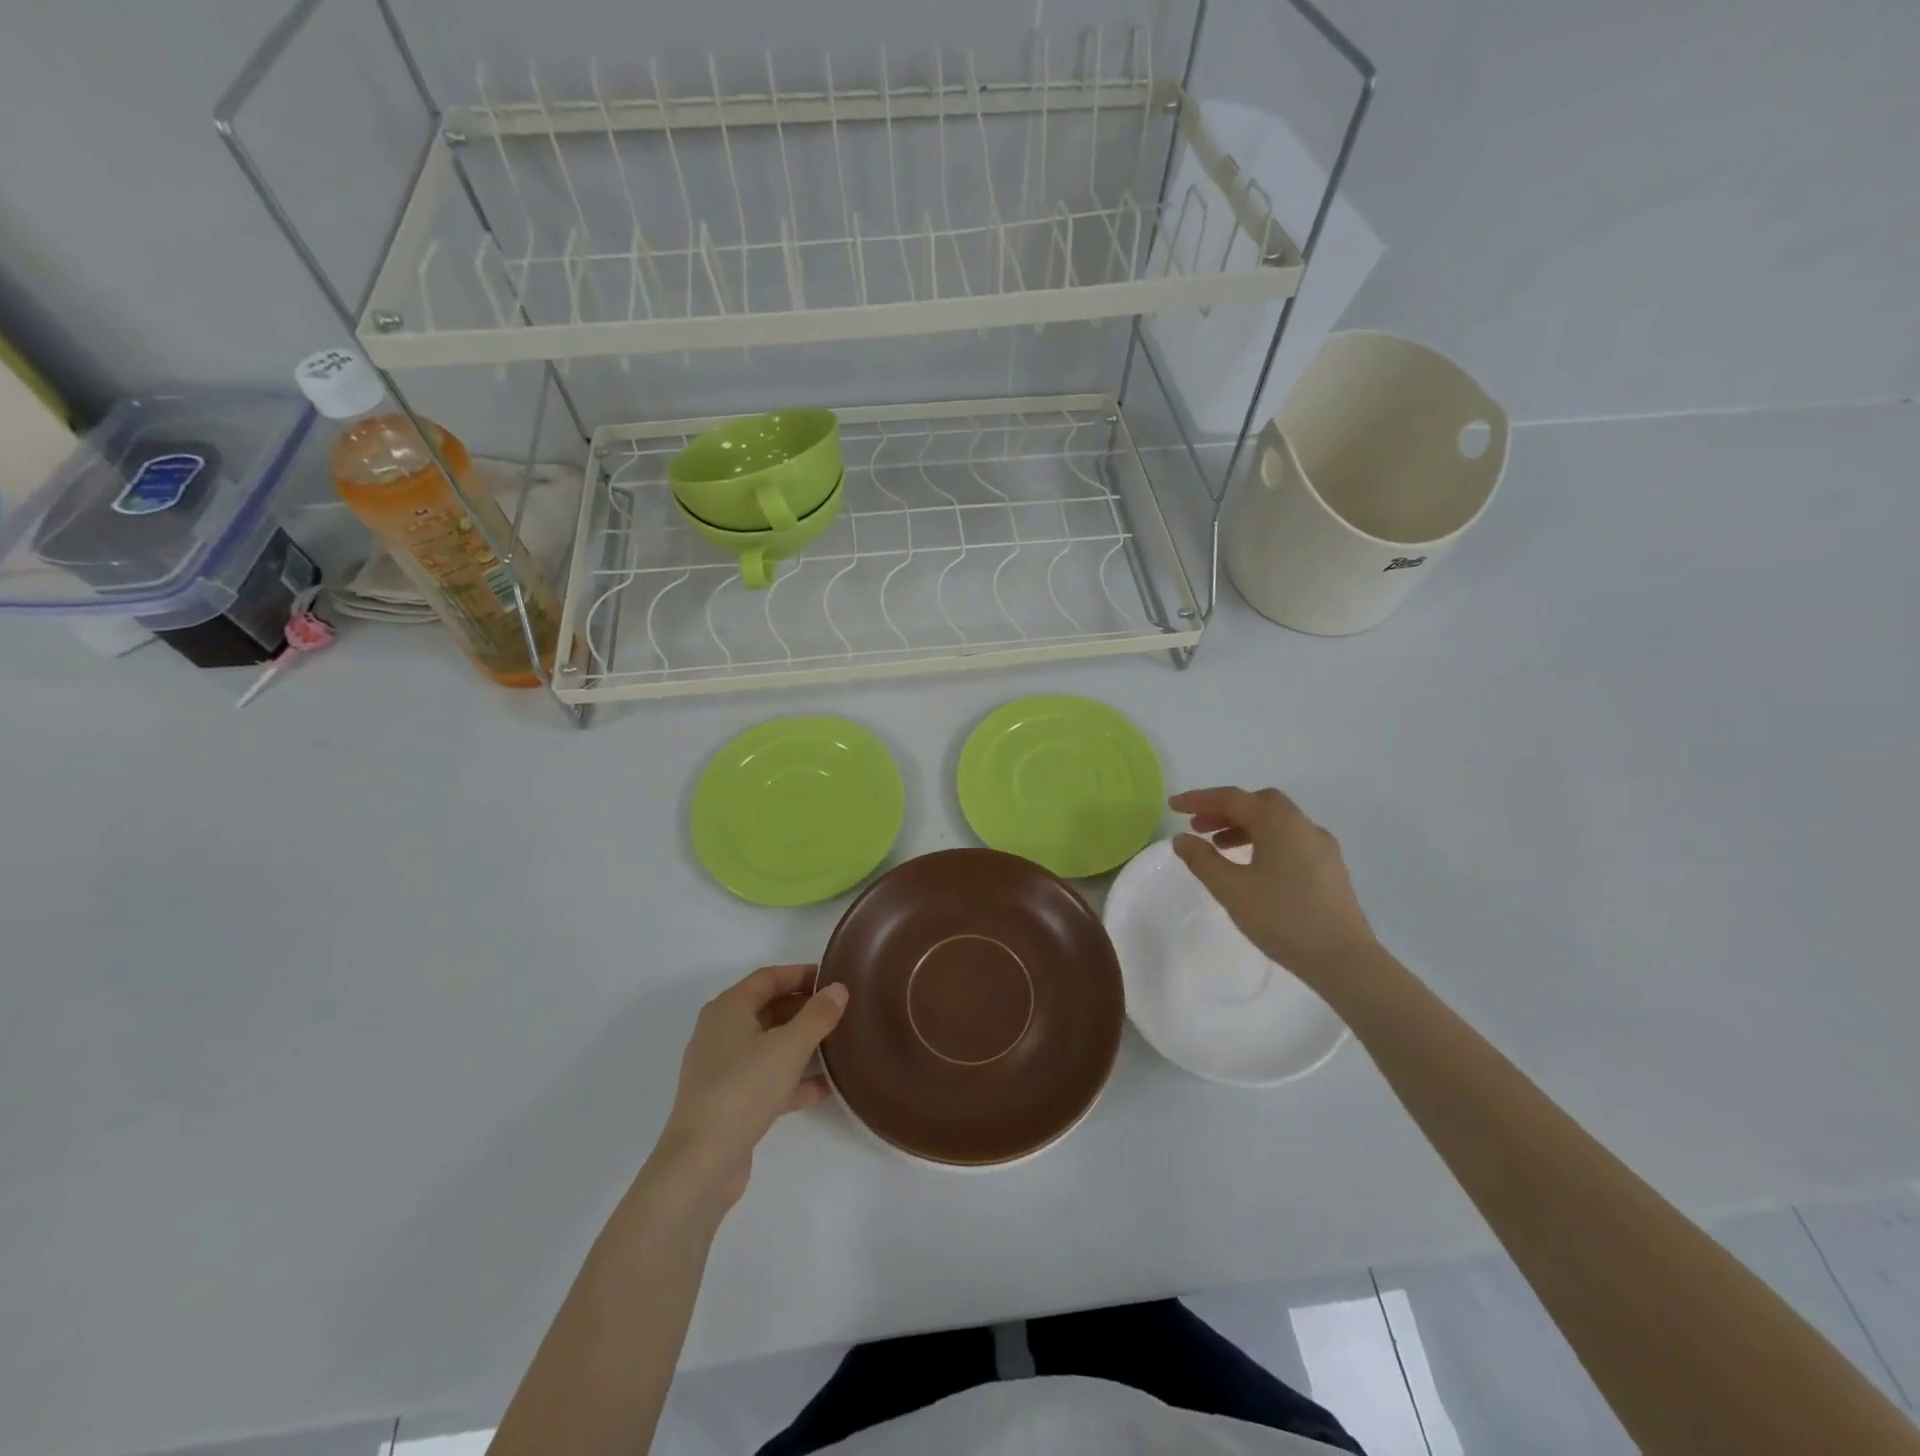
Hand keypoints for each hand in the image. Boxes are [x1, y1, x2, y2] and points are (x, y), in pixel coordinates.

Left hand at [652, 965, 847, 1214]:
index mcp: (728, 1009)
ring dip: (802, 1044)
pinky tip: (826, 1087)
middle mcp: (721, 1033)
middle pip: (768, 1009)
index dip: (801, 974)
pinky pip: (767, 1079)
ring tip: (839, 1044)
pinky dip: (793, 1079)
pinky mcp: (729, 1102)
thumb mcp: (789, 1046)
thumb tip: (838, 989)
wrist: (701, 1163)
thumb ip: (818, 1015)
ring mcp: (723, 1070)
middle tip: (841, 1011)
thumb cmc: (744, 1088)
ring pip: (769, 1046)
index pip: (768, 978)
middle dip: (804, 1008)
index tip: (834, 978)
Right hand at [1169, 787, 1378, 986]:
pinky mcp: (1329, 868)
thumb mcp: (1231, 889)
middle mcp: (1302, 825)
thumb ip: (1202, 859)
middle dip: (1224, 810)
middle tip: (1197, 827)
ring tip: (1218, 847)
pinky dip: (1263, 841)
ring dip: (1243, 826)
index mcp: (1279, 822)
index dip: (1198, 800)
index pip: (1232, 798)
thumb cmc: (1282, 919)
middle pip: (1258, 803)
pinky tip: (1252, 866)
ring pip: (1276, 822)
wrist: (1344, 960)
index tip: (1172, 807)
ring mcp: (1321, 846)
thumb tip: (1181, 838)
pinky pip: (1289, 840)